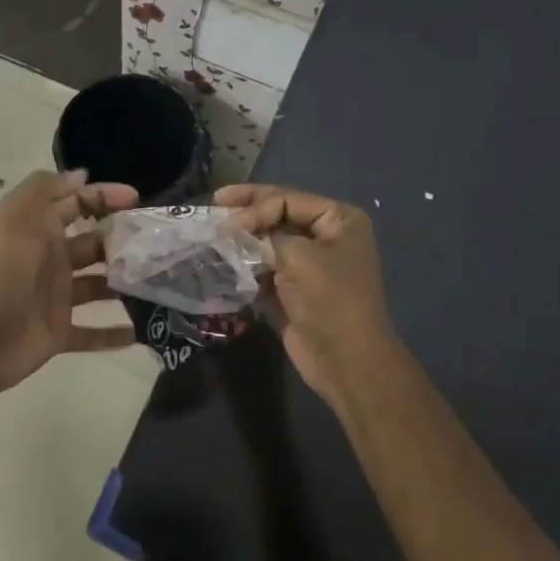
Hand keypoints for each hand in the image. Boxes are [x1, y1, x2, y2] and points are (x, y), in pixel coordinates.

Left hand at [0, 170, 138, 394]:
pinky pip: (92, 333)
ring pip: (98, 286)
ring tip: (159, 280)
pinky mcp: (59, 332)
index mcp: (39, 228)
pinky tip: (141, 330)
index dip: (104, 196)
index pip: (77, 203)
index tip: (138, 199)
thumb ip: (46, 189)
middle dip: (122, 240)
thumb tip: (81, 176)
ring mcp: (55, 297)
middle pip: (93, 244)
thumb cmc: (4, 270)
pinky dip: (114, 333)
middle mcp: (49, 259)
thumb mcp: (18, 215)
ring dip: (124, 283)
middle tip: (157, 242)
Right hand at [217, 184, 403, 404]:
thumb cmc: (330, 299)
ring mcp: (309, 264)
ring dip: (242, 238)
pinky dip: (245, 262)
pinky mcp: (293, 289)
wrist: (346, 360)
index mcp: (339, 220)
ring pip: (268, 241)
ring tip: (213, 233)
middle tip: (214, 204)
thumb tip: (233, 231)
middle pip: (278, 215)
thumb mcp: (298, 256)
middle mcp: (326, 236)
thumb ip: (263, 236)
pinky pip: (265, 267)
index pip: (288, 199)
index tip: (227, 222)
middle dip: (246, 212)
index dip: (255, 205)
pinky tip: (223, 259)